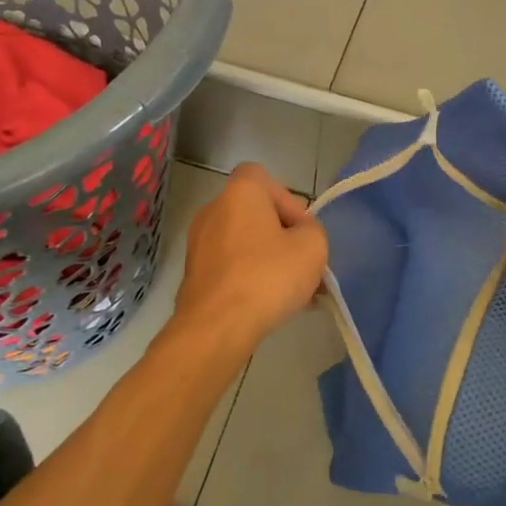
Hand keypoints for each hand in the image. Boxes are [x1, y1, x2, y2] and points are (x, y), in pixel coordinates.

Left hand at [172, 163, 328, 358]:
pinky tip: (270, 305)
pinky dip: (249, 278)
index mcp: (240, 193)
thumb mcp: (312, 247)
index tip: (301, 231)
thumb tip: (300, 236)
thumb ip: (313, 231)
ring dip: (268, 261)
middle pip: (255, 214)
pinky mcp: (193, 275)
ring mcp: (198, 244)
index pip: (263, 178)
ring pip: (244, 244)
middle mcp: (213, 210)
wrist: (217, 327)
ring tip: (293, 292)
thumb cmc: (268, 276)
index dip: (287, 201)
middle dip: (282, 237)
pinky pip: (230, 267)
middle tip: (303, 265)